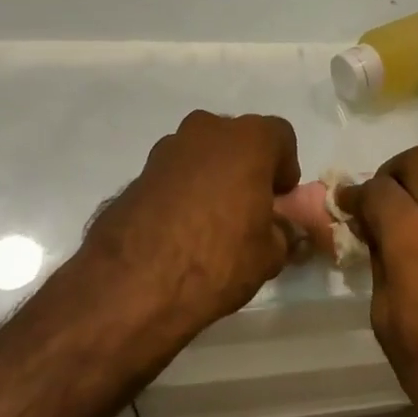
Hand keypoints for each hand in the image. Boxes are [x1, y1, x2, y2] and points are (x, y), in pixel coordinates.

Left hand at [81, 111, 301, 335]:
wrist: (133, 284)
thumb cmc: (217, 259)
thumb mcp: (269, 255)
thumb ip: (281, 232)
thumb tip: (278, 229)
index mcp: (248, 140)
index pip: (280, 136)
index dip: (285, 167)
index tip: (279, 199)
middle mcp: (206, 132)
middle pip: (238, 140)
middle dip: (247, 167)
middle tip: (249, 207)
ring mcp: (166, 150)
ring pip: (202, 154)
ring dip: (212, 177)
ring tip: (212, 221)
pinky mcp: (137, 174)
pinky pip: (173, 175)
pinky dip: (182, 191)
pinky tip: (181, 229)